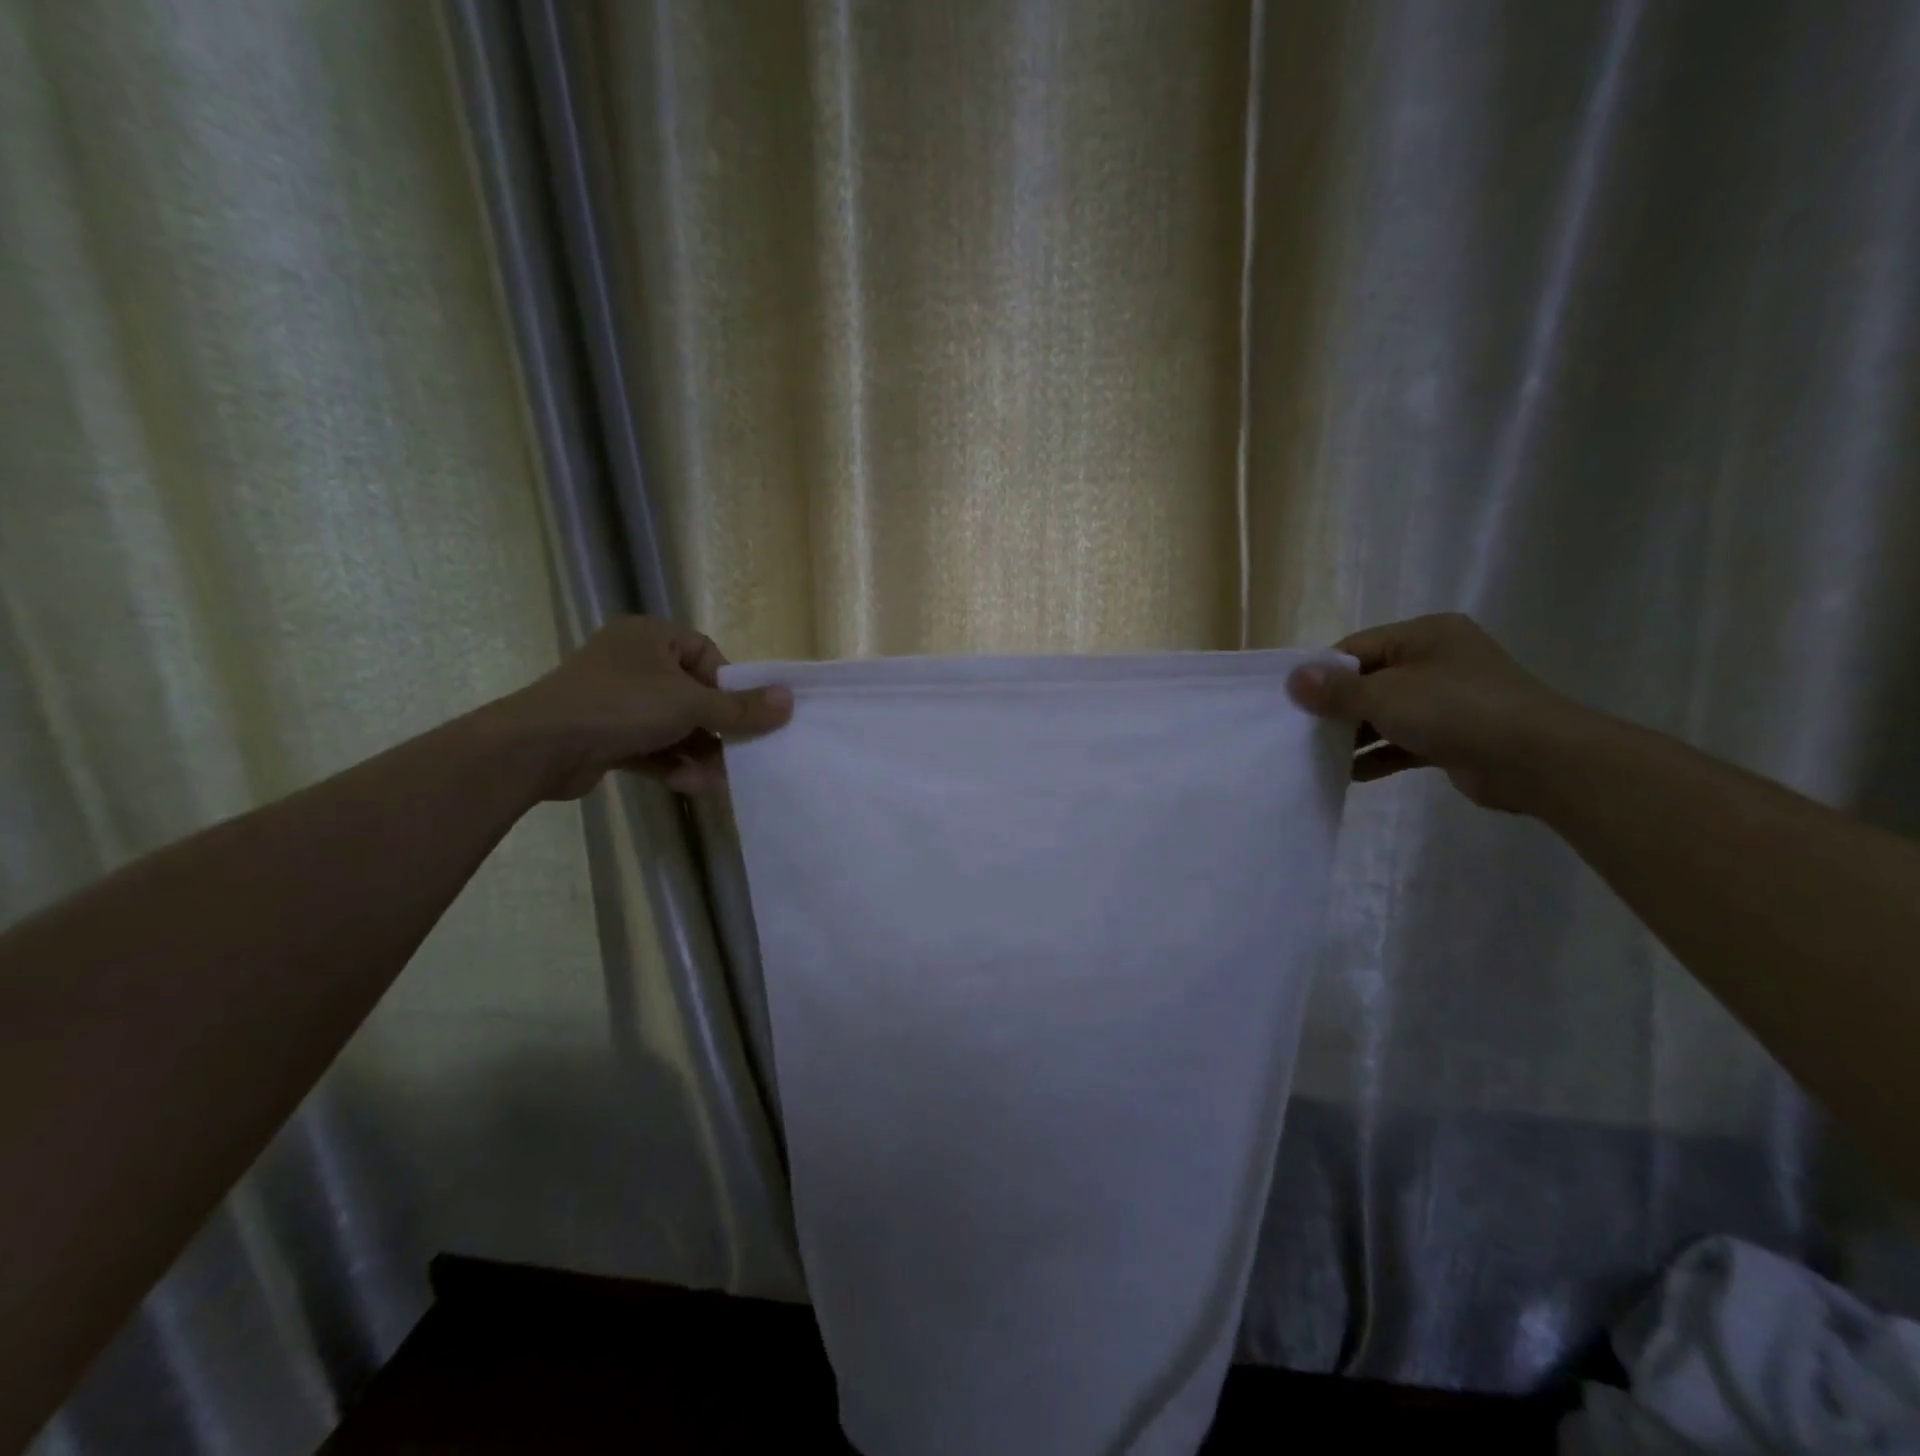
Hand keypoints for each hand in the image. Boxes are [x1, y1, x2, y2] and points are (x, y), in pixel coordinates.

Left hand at [498, 616, 791, 799]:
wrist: (539, 747)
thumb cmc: (621, 706)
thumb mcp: (690, 703)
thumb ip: (740, 707)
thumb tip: (789, 700)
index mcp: (651, 637)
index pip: (706, 655)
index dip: (729, 686)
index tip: (742, 715)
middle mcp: (633, 662)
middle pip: (693, 695)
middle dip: (716, 730)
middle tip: (740, 754)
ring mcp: (615, 700)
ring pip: (672, 726)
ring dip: (697, 754)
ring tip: (717, 780)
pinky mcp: (604, 734)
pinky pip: (650, 746)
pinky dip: (671, 764)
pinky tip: (690, 786)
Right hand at [1287, 613, 1588, 812]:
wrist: (1537, 760)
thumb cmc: (1455, 710)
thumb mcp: (1385, 694)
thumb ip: (1336, 690)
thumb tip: (1293, 680)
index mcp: (1424, 635)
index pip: (1357, 648)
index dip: (1322, 673)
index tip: (1292, 701)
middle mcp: (1437, 661)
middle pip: (1370, 681)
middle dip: (1336, 707)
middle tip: (1300, 730)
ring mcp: (1448, 700)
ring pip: (1386, 714)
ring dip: (1354, 735)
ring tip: (1317, 755)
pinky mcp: (1455, 736)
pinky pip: (1404, 741)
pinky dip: (1378, 755)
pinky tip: (1349, 774)